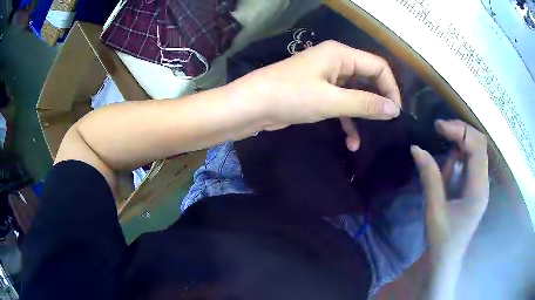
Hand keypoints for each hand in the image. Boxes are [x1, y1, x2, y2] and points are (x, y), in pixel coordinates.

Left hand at [230, 40, 401, 144]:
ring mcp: (326, 78)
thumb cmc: (290, 96)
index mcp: (341, 54)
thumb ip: (365, 103)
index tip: (396, 113)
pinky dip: (347, 121)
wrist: (251, 106)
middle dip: (378, 101)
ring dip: (363, 115)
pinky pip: (341, 104)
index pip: (378, 66)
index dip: (391, 88)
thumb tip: (394, 110)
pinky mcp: (318, 93)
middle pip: (368, 79)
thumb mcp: (331, 100)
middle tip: (387, 124)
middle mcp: (336, 62)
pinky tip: (351, 141)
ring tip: (370, 137)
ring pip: (355, 94)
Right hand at [410, 120, 488, 261]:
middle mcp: (484, 183)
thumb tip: (416, 148)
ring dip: (458, 145)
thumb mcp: (434, 209)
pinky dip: (457, 158)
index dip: (460, 131)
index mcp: (479, 189)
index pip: (477, 147)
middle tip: (439, 129)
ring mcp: (480, 185)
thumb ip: (429, 177)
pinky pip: (469, 162)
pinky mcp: (474, 187)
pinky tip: (446, 168)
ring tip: (441, 156)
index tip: (438, 127)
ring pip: (475, 151)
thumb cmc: (442, 240)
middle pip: (479, 144)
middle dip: (460, 132)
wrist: (446, 260)